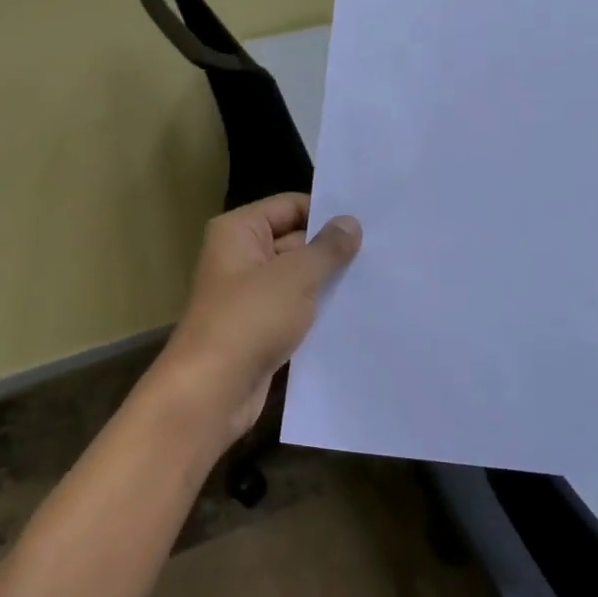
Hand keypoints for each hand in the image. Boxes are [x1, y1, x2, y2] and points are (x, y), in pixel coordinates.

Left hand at [145, 194, 361, 449]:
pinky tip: (357, 313)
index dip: (327, 212)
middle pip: (295, 241)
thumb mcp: (295, 277)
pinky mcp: (260, 329)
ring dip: (329, 283)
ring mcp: (250, 296)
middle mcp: (241, 257)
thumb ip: (326, 248)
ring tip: (379, 279)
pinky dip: (319, 312)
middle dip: (333, 249)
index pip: (290, 206)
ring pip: (298, 279)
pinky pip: (295, 310)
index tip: (370, 221)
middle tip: (384, 251)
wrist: (213, 390)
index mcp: (239, 232)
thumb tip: (350, 222)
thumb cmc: (250, 319)